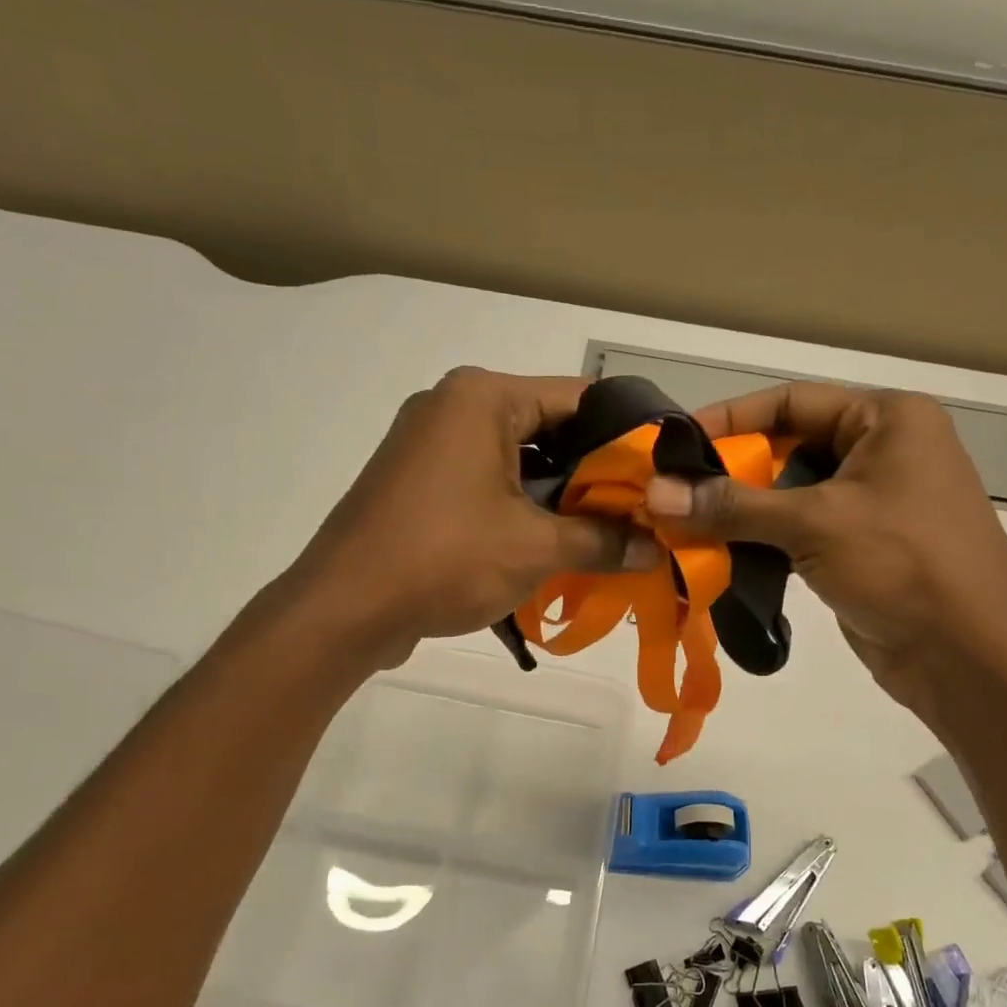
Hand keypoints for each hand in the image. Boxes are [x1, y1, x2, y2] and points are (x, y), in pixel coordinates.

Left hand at [276, 368, 659, 668]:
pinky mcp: (419, 482)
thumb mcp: (535, 548)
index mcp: (483, 397)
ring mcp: (430, 444)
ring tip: (606, 535)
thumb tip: (654, 549)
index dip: (628, 437)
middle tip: (641, 513)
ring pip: (519, 460)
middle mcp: (454, 406)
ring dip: (559, 498)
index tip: (661, 476)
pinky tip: (555, 546)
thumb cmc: (444, 559)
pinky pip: (487, 483)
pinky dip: (522, 509)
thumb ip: (602, 542)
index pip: (581, 399)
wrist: (344, 608)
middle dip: (594, 474)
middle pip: (549, 429)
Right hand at [643, 382, 1006, 716]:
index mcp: (888, 420)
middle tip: (671, 493)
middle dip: (730, 472)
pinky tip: (718, 555)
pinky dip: (760, 541)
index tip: (673, 443)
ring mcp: (872, 504)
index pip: (791, 402)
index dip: (730, 419)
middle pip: (787, 448)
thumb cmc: (904, 565)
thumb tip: (655, 494)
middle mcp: (882, 452)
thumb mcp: (816, 523)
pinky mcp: (860, 549)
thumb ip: (733, 506)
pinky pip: (798, 532)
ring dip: (740, 511)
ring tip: (683, 526)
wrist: (968, 657)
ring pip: (789, 495)